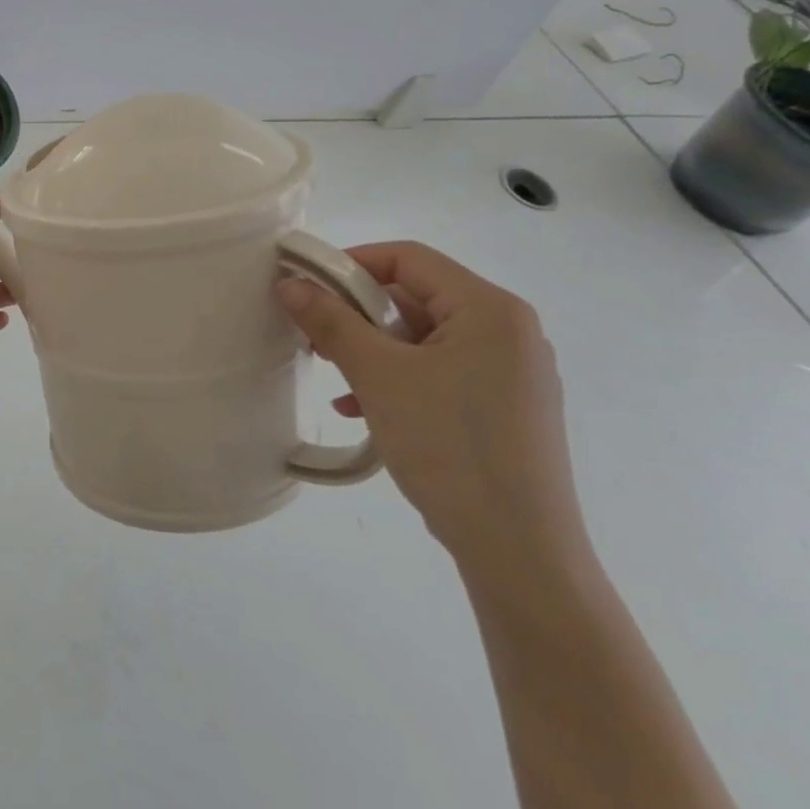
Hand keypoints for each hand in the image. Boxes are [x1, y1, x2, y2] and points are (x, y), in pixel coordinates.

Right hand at [278, 242, 592, 597]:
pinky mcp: (505, 408)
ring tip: (334, 377)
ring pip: (424, 339)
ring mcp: (511, 372)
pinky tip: (361, 410)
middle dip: (358, 314)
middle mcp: (509, 331)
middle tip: (314, 336)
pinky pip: (440, 373)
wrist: (518, 550)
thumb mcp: (379, 377)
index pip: (409, 258)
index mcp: (490, 309)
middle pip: (416, 297)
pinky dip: (398, 380)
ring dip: (372, 351)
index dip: (351, 263)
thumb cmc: (448, 445)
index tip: (306, 287)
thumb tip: (291, 284)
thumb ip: (332, 322)